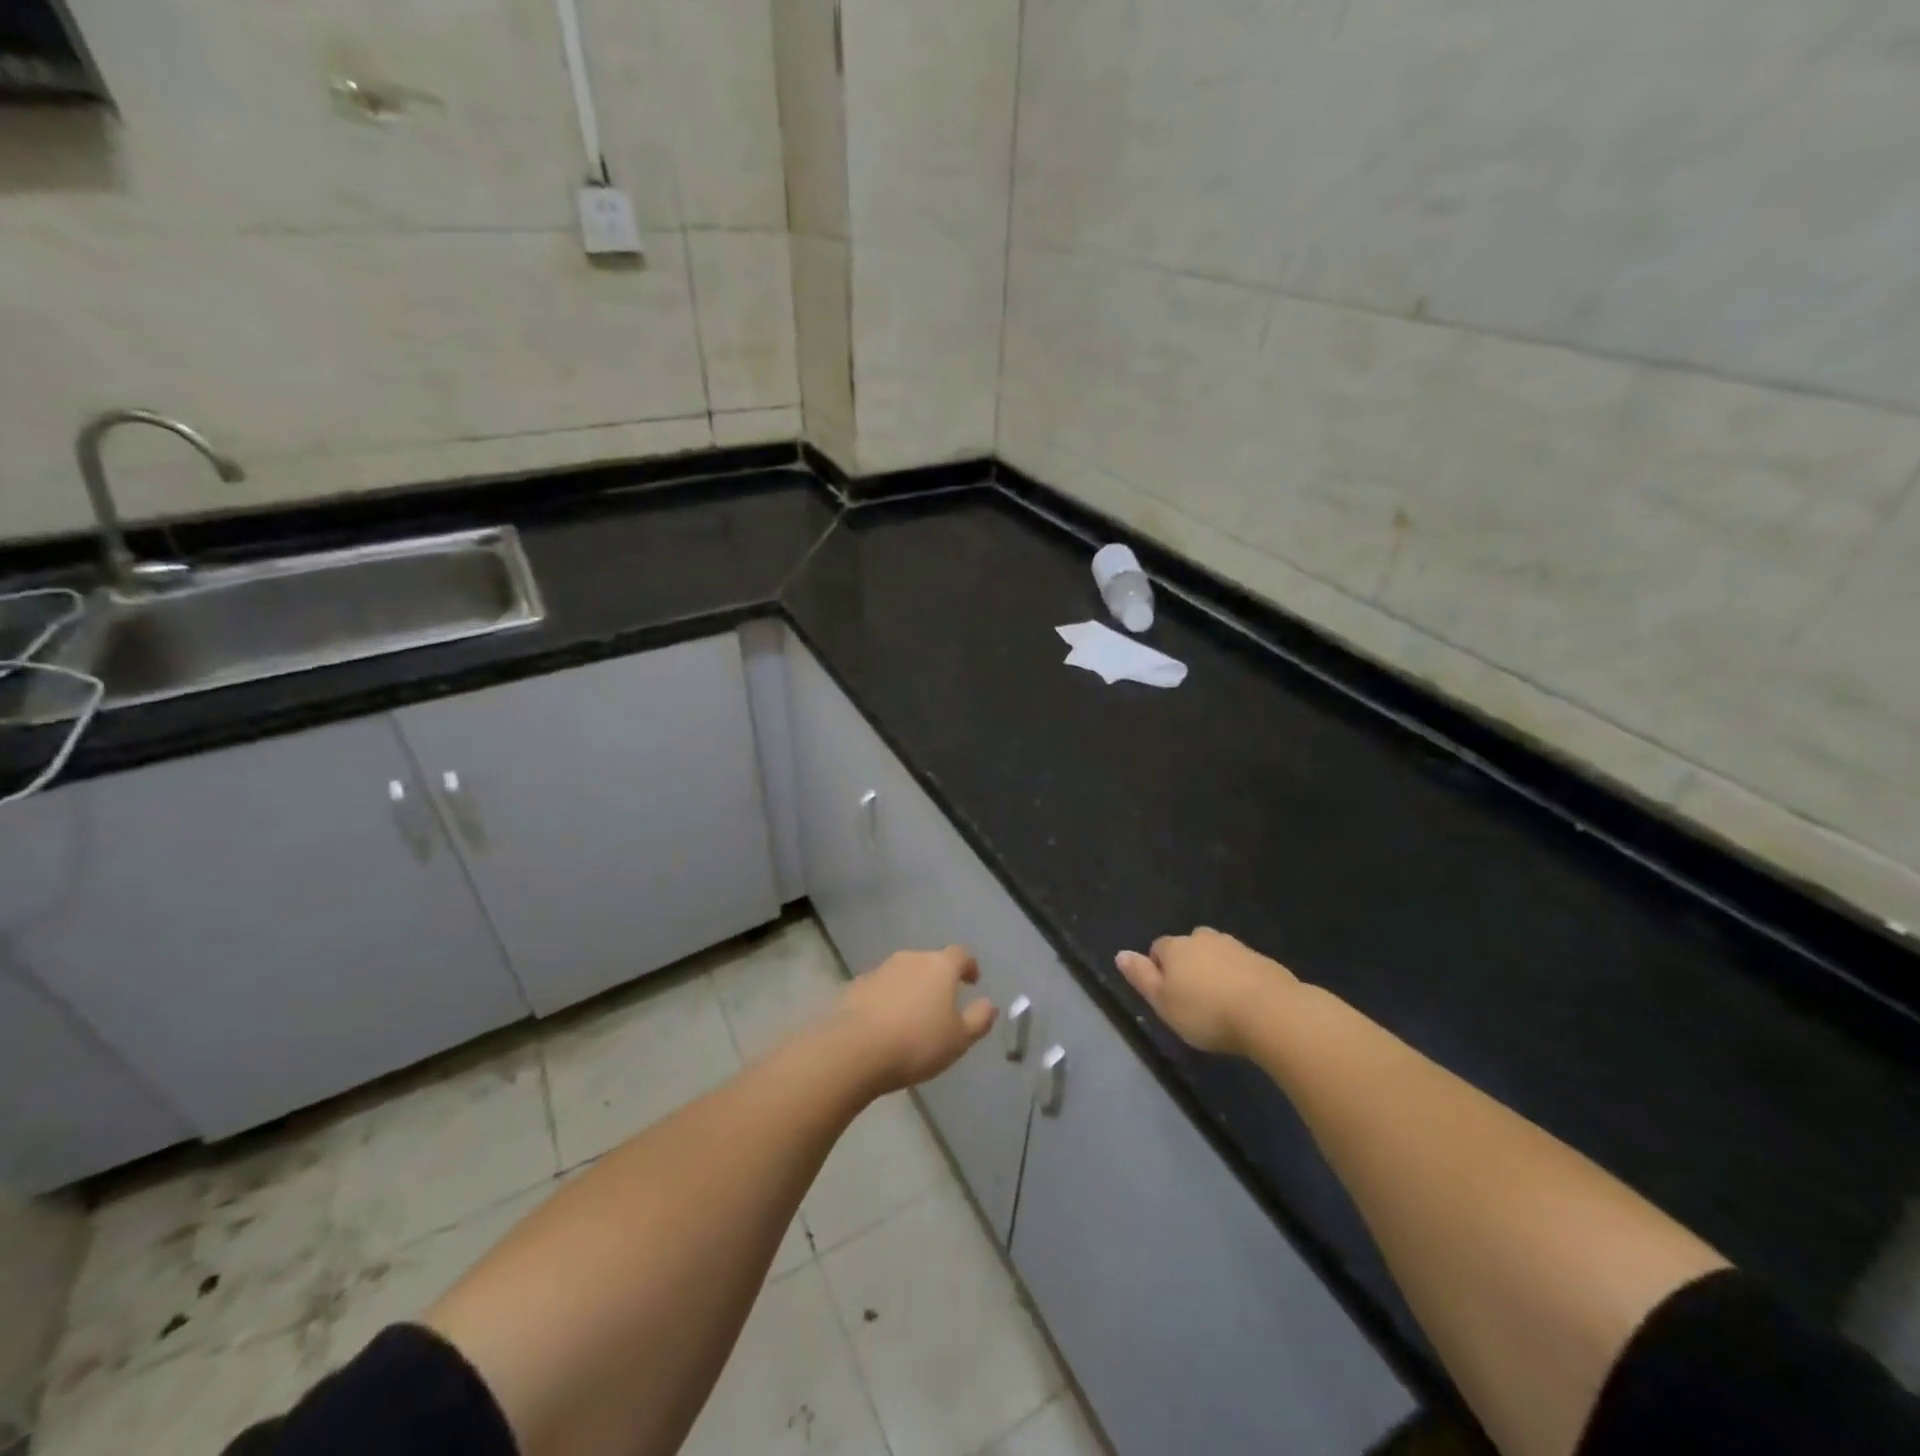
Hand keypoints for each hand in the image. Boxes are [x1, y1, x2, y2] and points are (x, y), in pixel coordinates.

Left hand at [836, 946, 997, 1093]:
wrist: (855, 1049)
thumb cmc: (917, 1042)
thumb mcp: (959, 1039)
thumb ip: (979, 1019)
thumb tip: (990, 1004)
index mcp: (940, 966)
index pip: (960, 954)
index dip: (968, 966)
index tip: (972, 981)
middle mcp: (910, 959)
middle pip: (930, 962)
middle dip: (937, 979)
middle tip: (941, 1005)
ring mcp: (880, 969)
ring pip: (903, 973)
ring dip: (910, 988)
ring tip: (912, 1017)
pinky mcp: (856, 985)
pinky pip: (879, 988)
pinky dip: (886, 999)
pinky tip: (884, 1023)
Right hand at [1115, 928, 1299, 1055]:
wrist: (1270, 1012)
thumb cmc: (1206, 1012)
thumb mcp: (1163, 1002)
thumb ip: (1141, 977)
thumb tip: (1120, 954)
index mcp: (1176, 947)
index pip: (1158, 948)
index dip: (1159, 970)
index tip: (1168, 996)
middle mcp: (1204, 938)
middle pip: (1189, 947)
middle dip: (1189, 966)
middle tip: (1193, 999)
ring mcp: (1236, 947)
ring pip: (1217, 954)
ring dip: (1215, 971)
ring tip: (1220, 1002)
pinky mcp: (1263, 961)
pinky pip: (1242, 966)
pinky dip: (1239, 979)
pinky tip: (1244, 1003)